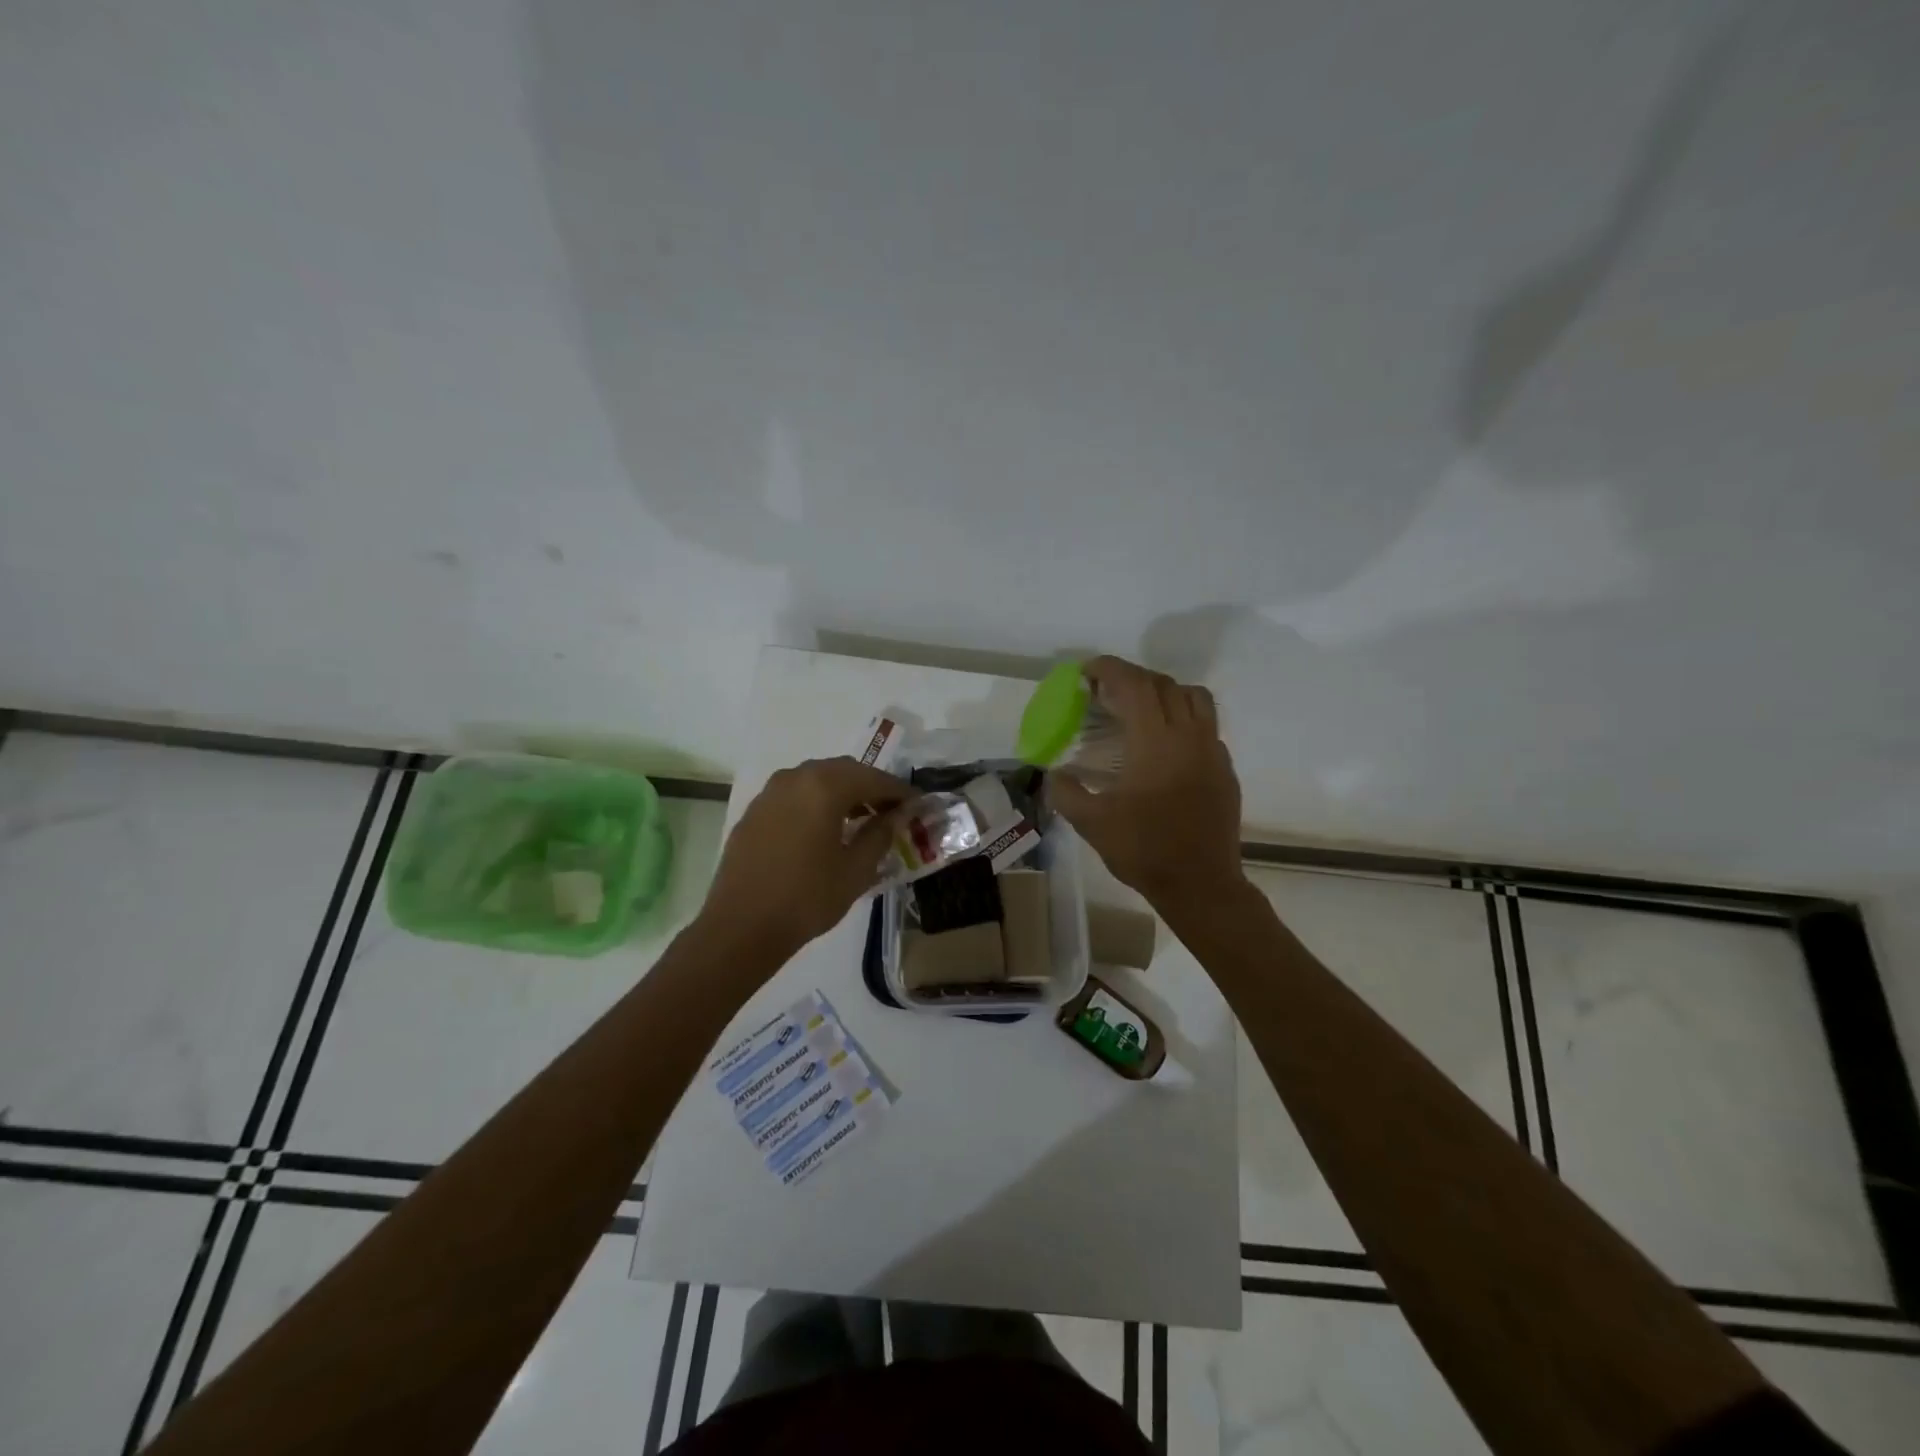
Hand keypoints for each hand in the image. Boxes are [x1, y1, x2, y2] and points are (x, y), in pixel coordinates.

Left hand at [699, 756, 910, 961]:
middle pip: (844, 771)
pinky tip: (825, 829)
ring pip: (816, 779)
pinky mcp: (755, 811)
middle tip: (892, 810)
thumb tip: (898, 814)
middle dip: (871, 786)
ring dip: (843, 792)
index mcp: (824, 787)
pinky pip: (795, 795)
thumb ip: (881, 834)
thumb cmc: (807, 898)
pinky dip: (816, 802)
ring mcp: (770, 793)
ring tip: (861, 820)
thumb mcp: (856, 870)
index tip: (918, 803)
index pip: (873, 779)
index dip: (899, 791)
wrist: (740, 927)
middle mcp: (795, 778)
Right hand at [1047, 656, 1244, 909]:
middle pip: (1164, 684)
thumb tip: (1052, 774)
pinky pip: (1206, 726)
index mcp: (1155, 742)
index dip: (1109, 669)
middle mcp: (1189, 736)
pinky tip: (1164, 747)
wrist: (1201, 884)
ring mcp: (1212, 751)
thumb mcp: (1092, 823)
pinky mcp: (1225, 769)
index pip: (1134, 685)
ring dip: (1164, 692)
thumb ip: (1065, 792)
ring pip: (1194, 698)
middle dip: (1132, 678)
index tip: (1086, 672)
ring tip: (1140, 709)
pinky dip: (1182, 719)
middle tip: (1105, 691)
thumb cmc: (1144, 850)